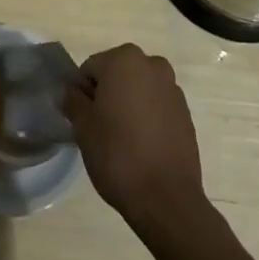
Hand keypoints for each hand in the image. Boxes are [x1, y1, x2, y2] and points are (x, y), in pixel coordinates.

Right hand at [65, 44, 203, 226]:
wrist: (167, 199)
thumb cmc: (118, 156)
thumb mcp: (83, 128)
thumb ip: (73, 102)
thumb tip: (72, 93)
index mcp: (124, 59)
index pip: (91, 69)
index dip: (83, 94)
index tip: (83, 120)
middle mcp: (152, 65)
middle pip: (118, 75)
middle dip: (108, 95)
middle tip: (101, 129)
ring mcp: (173, 89)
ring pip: (139, 90)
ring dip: (129, 105)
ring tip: (124, 140)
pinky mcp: (186, 114)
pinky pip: (158, 107)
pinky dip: (148, 118)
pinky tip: (144, 146)